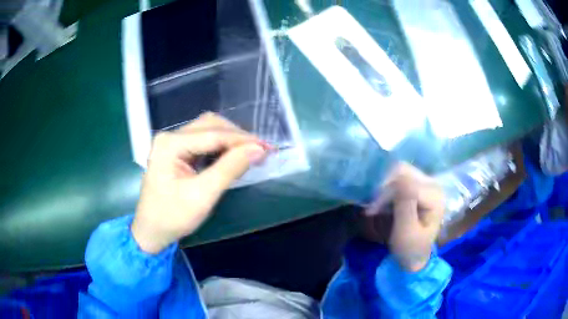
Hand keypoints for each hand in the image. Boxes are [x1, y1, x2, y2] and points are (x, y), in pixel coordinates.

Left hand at [131, 113, 268, 253]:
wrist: (151, 231)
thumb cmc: (173, 217)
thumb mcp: (202, 195)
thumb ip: (229, 169)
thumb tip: (258, 149)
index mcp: (170, 144)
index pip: (213, 134)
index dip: (242, 140)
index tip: (267, 148)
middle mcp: (170, 136)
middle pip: (210, 126)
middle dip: (237, 137)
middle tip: (260, 151)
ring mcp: (172, 143)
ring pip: (208, 131)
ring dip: (230, 140)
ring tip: (250, 153)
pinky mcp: (176, 151)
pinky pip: (203, 141)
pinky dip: (220, 147)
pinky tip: (232, 156)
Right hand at [364, 163, 444, 271]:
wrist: (414, 256)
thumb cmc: (410, 249)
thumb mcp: (406, 233)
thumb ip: (405, 207)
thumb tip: (400, 181)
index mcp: (435, 197)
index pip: (406, 183)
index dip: (386, 194)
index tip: (371, 211)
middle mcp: (433, 184)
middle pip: (403, 171)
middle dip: (384, 187)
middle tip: (372, 207)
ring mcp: (426, 183)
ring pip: (399, 171)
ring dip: (384, 187)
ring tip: (375, 206)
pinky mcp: (418, 185)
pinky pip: (398, 177)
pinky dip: (387, 187)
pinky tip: (382, 202)